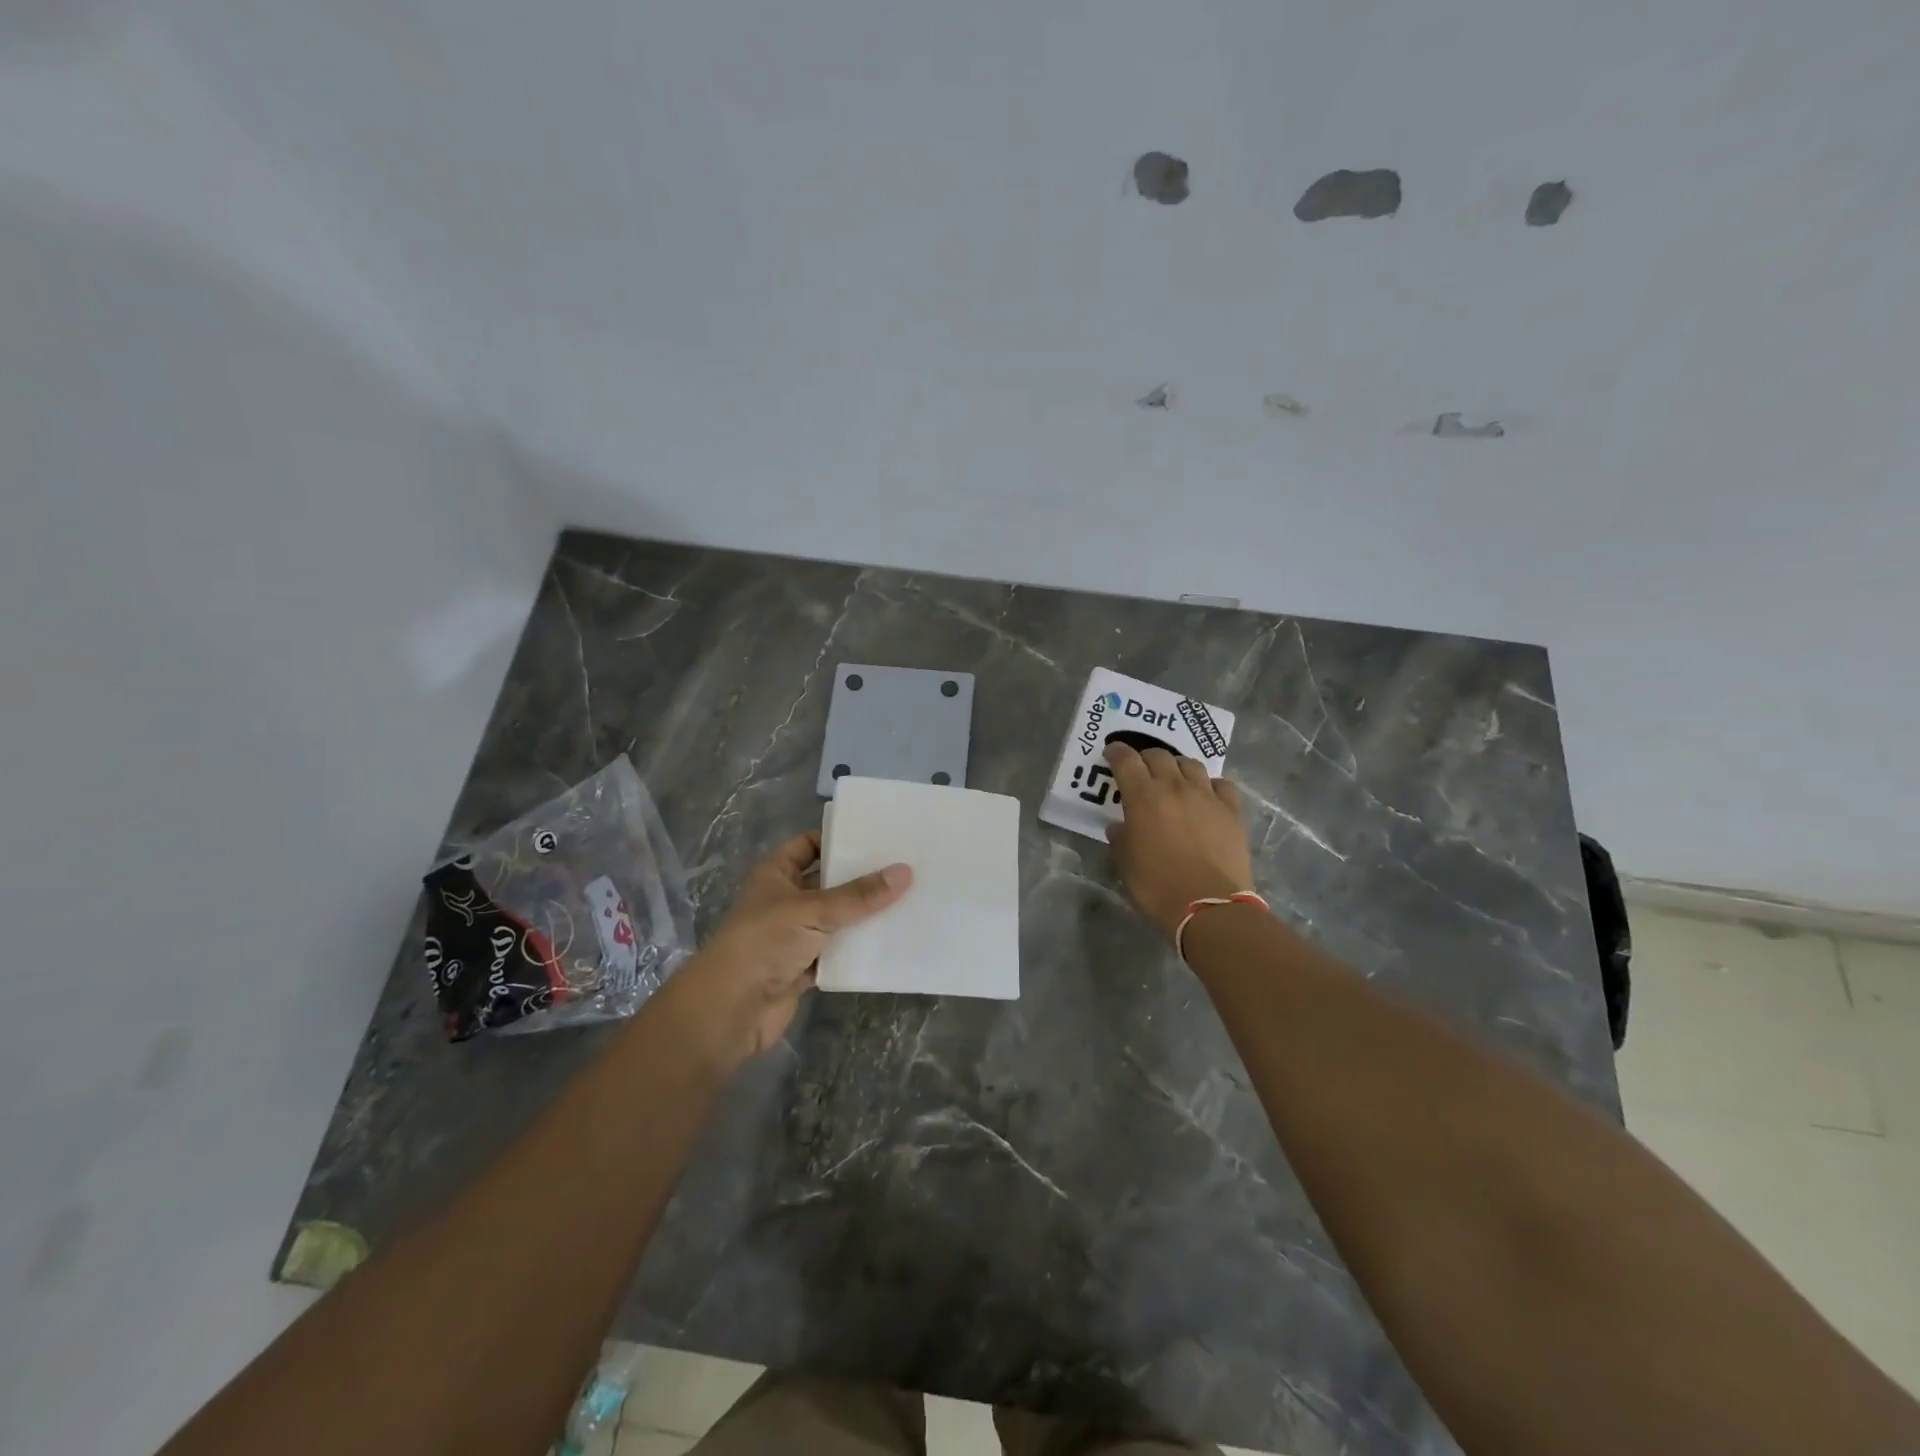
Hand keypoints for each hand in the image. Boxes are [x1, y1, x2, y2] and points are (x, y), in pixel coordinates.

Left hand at [678, 832, 911, 1061]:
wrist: (731, 1009)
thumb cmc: (765, 942)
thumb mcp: (814, 910)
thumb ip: (859, 895)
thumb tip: (905, 872)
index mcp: (776, 874)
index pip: (808, 845)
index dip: (837, 839)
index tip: (876, 838)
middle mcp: (784, 900)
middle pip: (828, 882)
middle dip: (860, 879)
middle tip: (903, 868)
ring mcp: (793, 936)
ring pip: (835, 920)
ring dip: (863, 916)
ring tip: (907, 901)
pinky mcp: (803, 968)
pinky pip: (837, 953)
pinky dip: (857, 951)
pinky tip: (890, 942)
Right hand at [1104, 742, 1254, 941]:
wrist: (1209, 907)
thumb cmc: (1157, 887)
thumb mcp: (1126, 864)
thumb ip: (1120, 839)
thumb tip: (1120, 827)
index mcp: (1143, 797)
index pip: (1126, 760)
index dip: (1116, 753)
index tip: (1111, 753)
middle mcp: (1175, 787)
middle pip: (1159, 755)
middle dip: (1145, 757)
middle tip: (1140, 769)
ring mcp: (1207, 797)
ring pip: (1191, 764)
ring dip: (1177, 766)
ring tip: (1173, 778)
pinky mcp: (1231, 811)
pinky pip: (1221, 784)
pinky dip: (1209, 785)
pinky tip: (1206, 796)